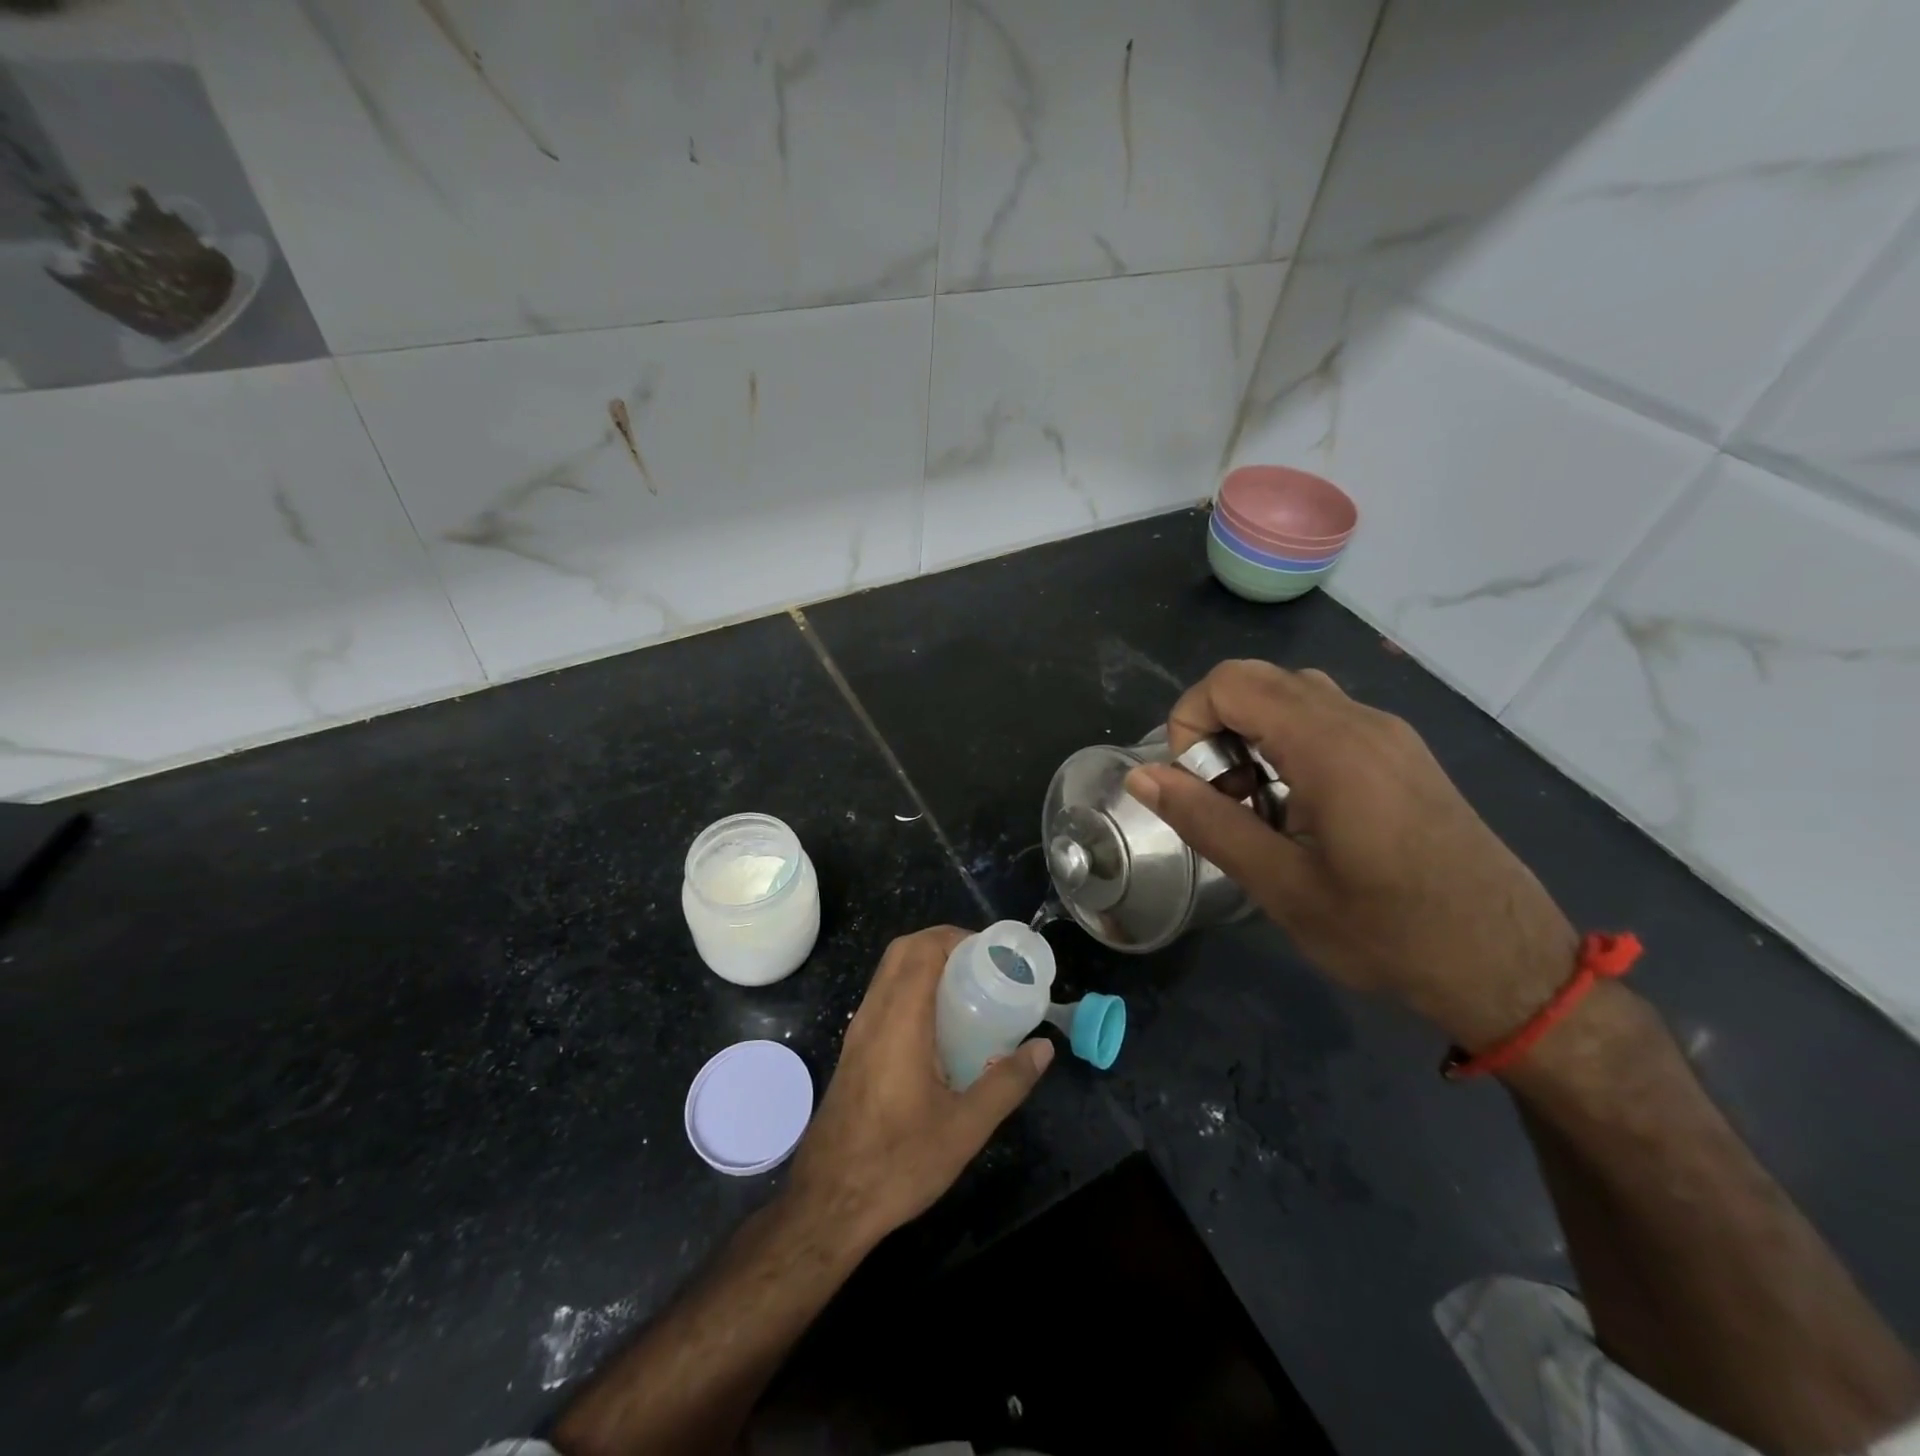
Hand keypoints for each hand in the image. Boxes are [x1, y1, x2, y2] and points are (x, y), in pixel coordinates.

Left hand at [787, 926, 1053, 1250]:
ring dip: (925, 965)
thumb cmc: (898, 1163)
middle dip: (942, 944)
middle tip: (983, 966)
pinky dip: (911, 989)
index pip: (922, 950)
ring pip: (889, 973)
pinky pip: (883, 997)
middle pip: (903, 952)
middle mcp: (873, 1014)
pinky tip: (939, 1027)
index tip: (992, 954)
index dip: (957, 938)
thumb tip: (1044, 1048)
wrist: (828, 1204)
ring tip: (967, 990)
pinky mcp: (853, 1050)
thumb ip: (1007, 1083)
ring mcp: (858, 1032)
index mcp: (899, 1021)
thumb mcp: (964, 1128)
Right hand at [1125, 661, 1576, 1050]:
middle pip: (1259, 680)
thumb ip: (1205, 820)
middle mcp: (1362, 721)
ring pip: (1293, 696)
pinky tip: (1301, 811)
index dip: (1189, 721)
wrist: (1510, 966)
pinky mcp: (1403, 754)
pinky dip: (1289, 745)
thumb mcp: (1280, 885)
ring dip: (1252, 736)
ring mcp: (1389, 734)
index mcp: (1330, 746)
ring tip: (1257, 807)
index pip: (1230, 682)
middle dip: (1217, 728)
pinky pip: (1326, 719)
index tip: (1192, 785)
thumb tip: (1141, 775)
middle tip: (1221, 797)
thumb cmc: (1387, 933)